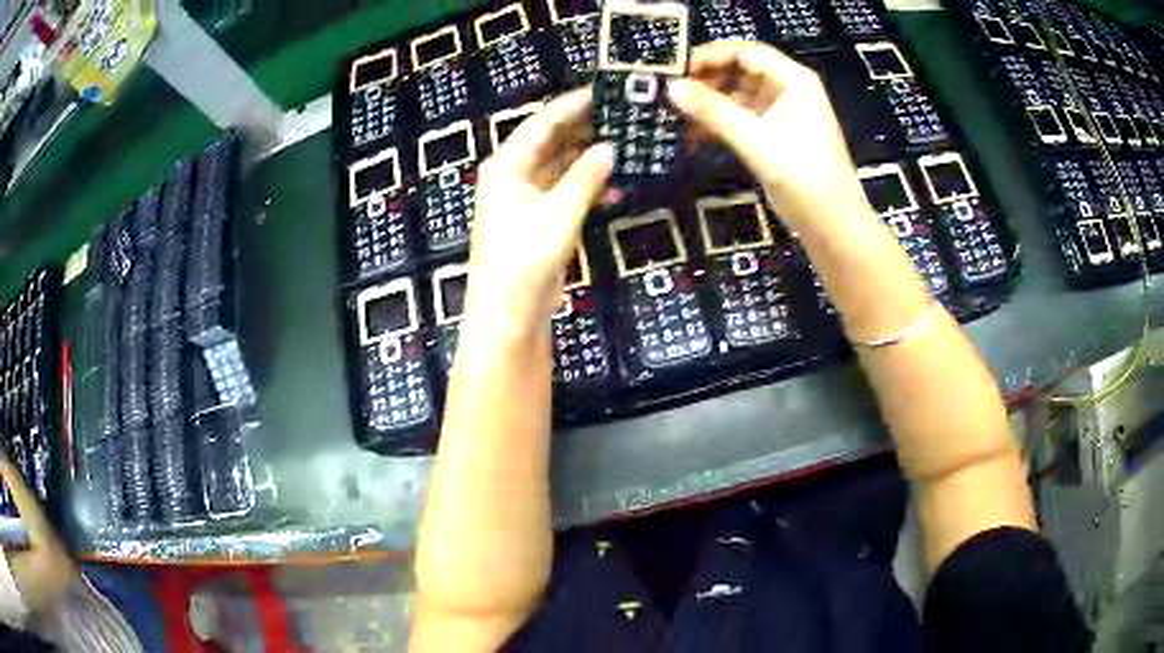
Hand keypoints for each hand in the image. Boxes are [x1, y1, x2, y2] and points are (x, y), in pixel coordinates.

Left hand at [467, 89, 612, 328]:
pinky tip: (614, 183)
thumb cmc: (526, 257)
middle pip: (550, 141)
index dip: (572, 105)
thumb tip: (611, 147)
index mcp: (506, 165)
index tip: (604, 91)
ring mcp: (524, 199)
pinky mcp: (537, 220)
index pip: (542, 123)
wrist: (508, 313)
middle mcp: (512, 175)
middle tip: (620, 115)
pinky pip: (564, 190)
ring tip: (624, 142)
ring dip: (587, 157)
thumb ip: (586, 176)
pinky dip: (586, 185)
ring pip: (559, 166)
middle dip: (583, 128)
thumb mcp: (560, 212)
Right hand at [668, 41, 868, 230]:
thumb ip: (713, 111)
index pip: (746, 52)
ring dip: (711, 103)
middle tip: (674, 92)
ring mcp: (783, 114)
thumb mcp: (755, 140)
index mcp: (793, 81)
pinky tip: (695, 134)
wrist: (833, 226)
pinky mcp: (776, 136)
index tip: (677, 68)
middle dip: (708, 79)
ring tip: (679, 113)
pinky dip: (721, 123)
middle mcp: (789, 90)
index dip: (712, 55)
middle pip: (741, 71)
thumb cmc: (803, 177)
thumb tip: (672, 87)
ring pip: (739, 95)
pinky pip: (742, 118)